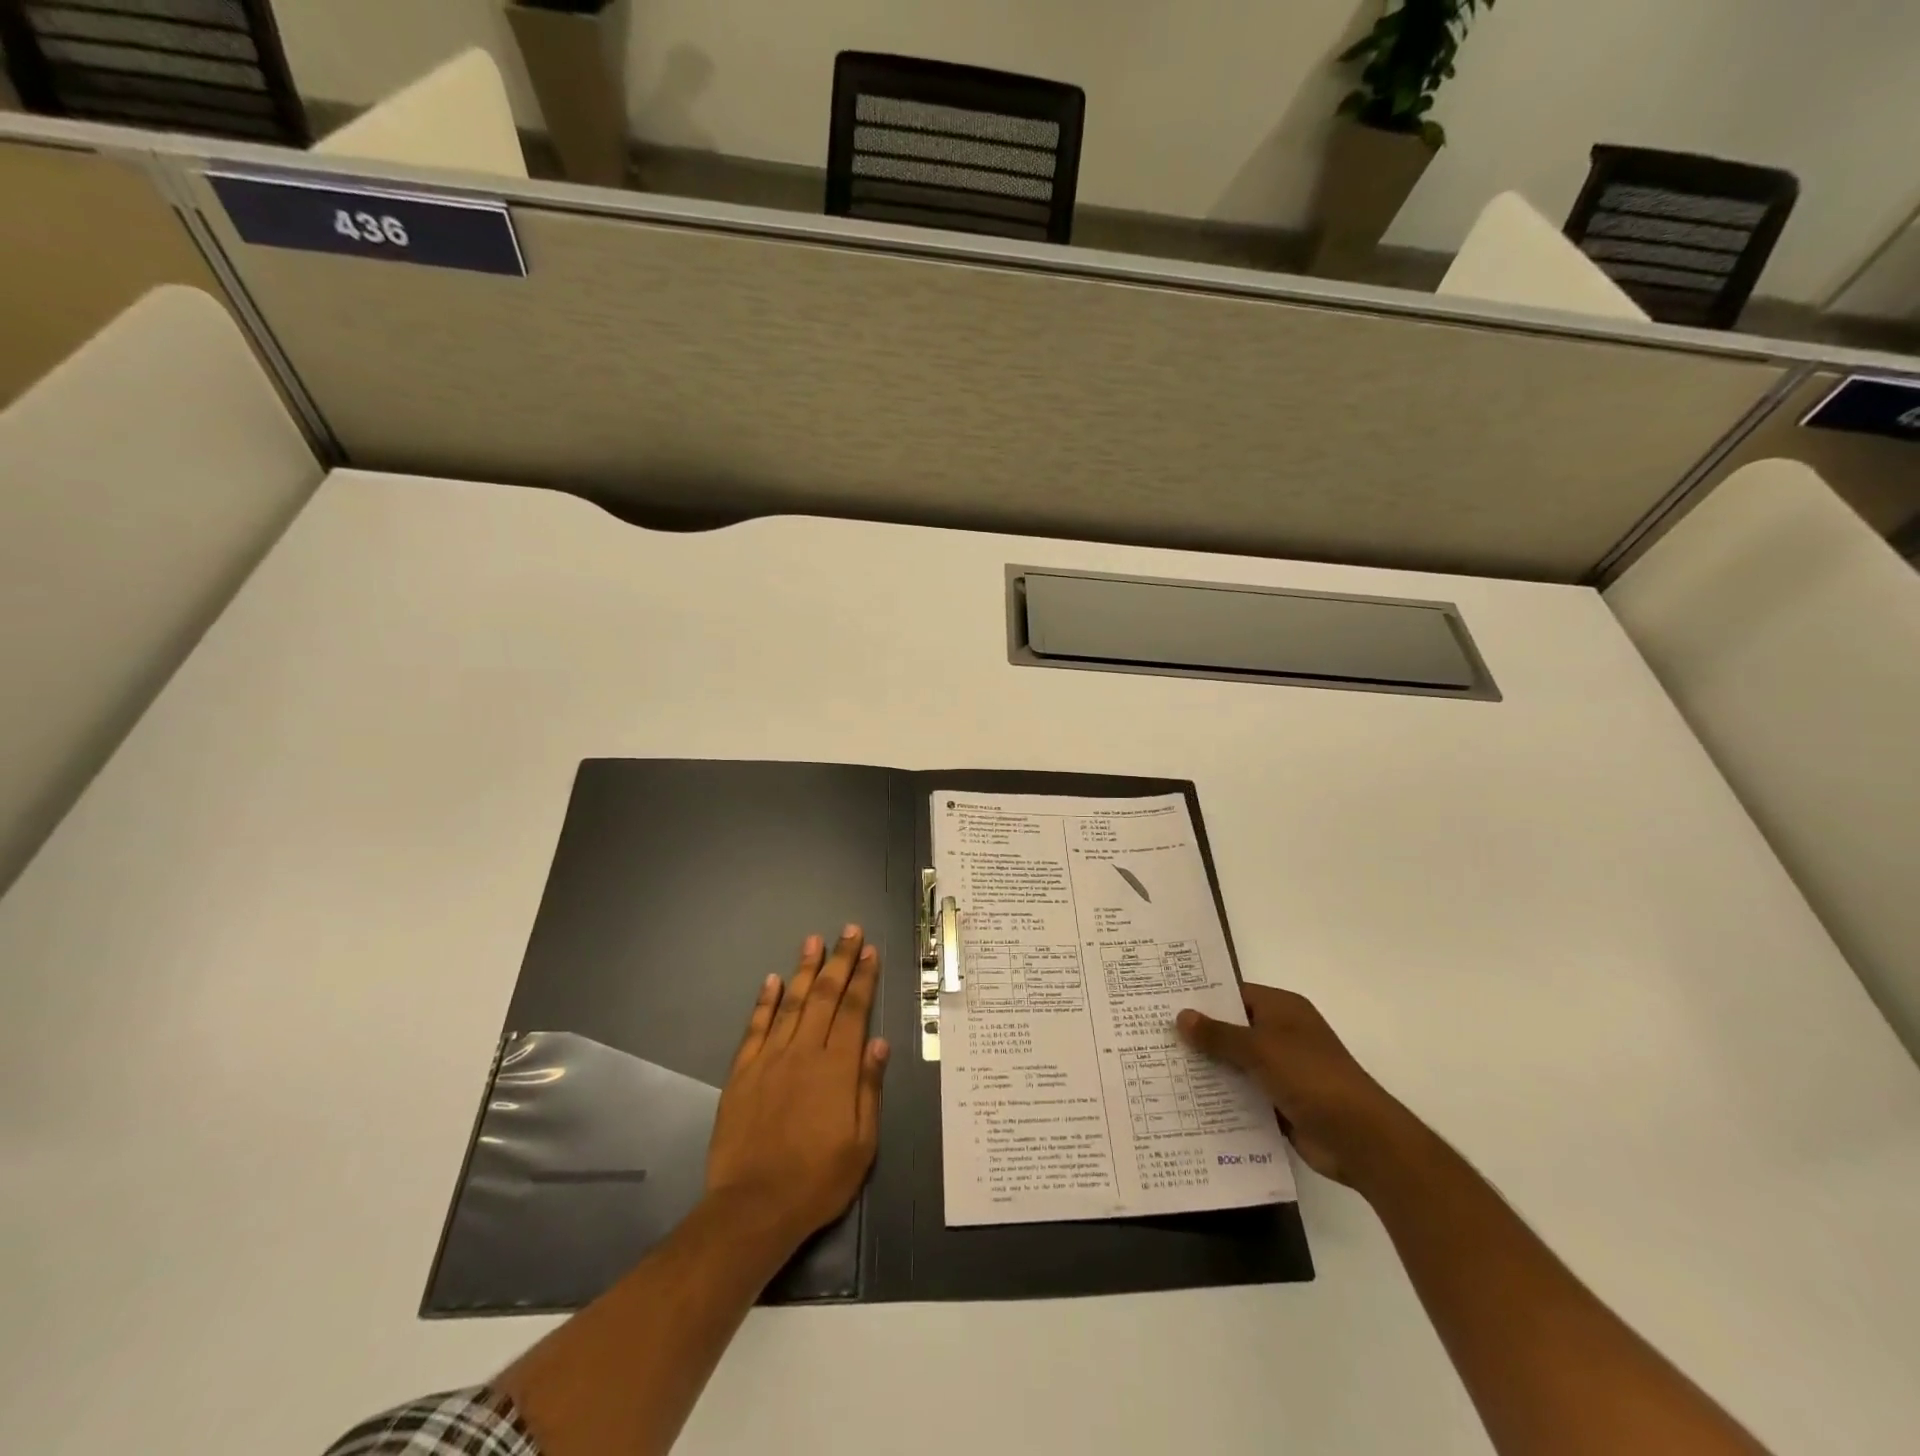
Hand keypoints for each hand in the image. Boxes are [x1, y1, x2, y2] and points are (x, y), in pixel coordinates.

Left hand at [705, 927, 889, 1249]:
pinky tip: (773, 980)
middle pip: (825, 996)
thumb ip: (869, 1088)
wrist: (752, 1208)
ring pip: (792, 1003)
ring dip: (804, 969)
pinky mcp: (742, 1073)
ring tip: (813, 940)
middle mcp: (804, 1053)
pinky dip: (765, 1002)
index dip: (863, 978)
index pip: (854, 1010)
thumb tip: (877, 1042)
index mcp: (837, 1068)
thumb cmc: (817, 1180)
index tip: (869, 951)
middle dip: (839, 960)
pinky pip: (756, 1028)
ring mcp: (769, 1059)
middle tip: (848, 930)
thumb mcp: (861, 1143)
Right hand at [1177, 985, 1416, 1189]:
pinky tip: (1188, 1101)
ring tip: (1161, 1067)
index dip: (1200, 997)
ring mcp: (1282, 1070)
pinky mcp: (1280, 1102)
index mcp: (1282, 1010)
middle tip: (1152, 1035)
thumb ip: (1219, 1034)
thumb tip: (1181, 1015)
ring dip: (1208, 1068)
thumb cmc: (1312, 1078)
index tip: (1163, 1002)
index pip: (1233, 994)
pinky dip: (1222, 1096)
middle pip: (1231, 1028)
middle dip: (1198, 1035)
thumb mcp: (1261, 1049)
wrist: (1361, 1140)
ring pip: (1235, 1063)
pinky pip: (1243, 1093)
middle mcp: (1281, 1034)